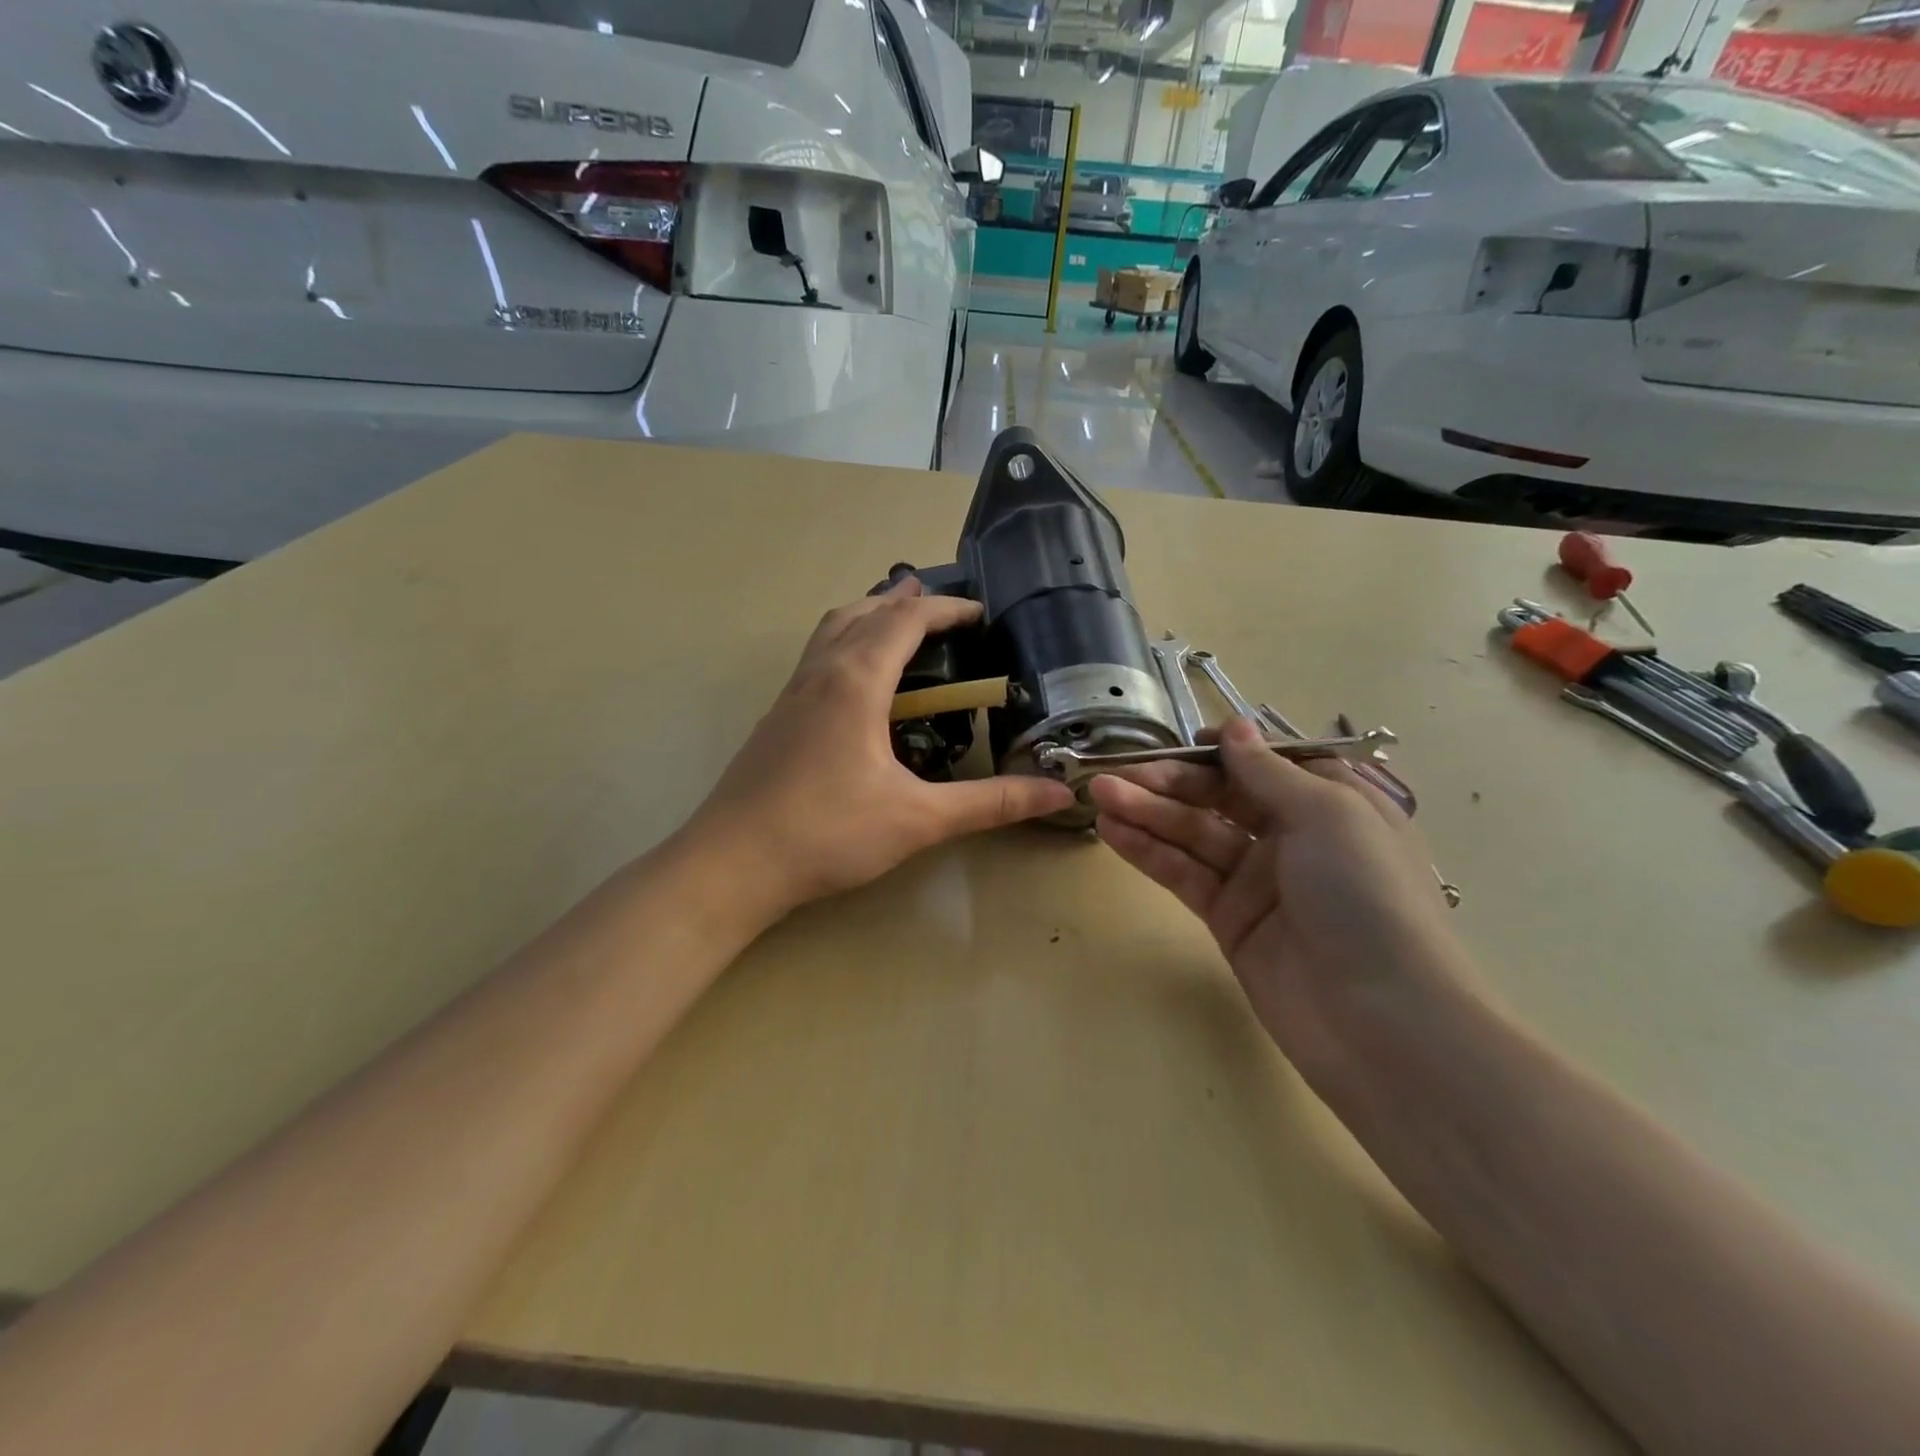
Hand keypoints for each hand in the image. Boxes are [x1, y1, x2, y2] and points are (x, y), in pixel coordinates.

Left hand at [683, 579, 1075, 922]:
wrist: (731, 865)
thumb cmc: (828, 833)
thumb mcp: (919, 818)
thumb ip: (990, 802)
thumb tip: (1057, 794)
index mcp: (855, 680)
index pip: (905, 621)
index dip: (946, 610)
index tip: (980, 613)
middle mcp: (819, 674)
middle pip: (861, 612)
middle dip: (903, 603)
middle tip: (938, 606)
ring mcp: (790, 696)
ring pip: (830, 632)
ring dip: (866, 618)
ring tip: (895, 626)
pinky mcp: (776, 720)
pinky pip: (815, 660)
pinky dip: (845, 647)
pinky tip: (857, 688)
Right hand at [1087, 719, 1477, 1079]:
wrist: (1379, 1018)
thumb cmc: (1365, 894)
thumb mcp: (1326, 814)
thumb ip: (1268, 771)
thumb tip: (1234, 727)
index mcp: (1330, 803)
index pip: (1266, 763)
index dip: (1224, 750)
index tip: (1182, 742)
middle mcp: (1293, 835)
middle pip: (1220, 795)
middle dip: (1169, 781)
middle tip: (1115, 773)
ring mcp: (1257, 879)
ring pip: (1194, 833)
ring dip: (1147, 811)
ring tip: (1098, 794)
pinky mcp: (1228, 918)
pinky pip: (1184, 874)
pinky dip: (1148, 851)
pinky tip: (1112, 831)